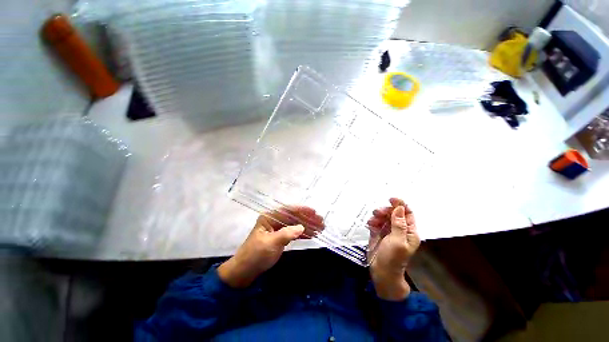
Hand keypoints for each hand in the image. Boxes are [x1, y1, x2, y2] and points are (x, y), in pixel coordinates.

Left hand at [218, 206, 323, 287]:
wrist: (244, 272)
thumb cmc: (255, 255)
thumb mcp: (271, 244)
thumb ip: (287, 234)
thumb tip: (302, 227)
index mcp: (269, 217)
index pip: (288, 210)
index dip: (302, 210)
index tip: (314, 212)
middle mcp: (274, 221)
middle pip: (294, 217)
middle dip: (307, 219)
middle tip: (321, 221)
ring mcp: (278, 229)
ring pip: (295, 225)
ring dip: (308, 226)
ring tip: (320, 228)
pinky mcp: (280, 238)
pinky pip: (294, 233)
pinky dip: (303, 234)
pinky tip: (312, 234)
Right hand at [367, 198, 419, 300]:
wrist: (381, 272)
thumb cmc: (393, 258)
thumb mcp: (398, 241)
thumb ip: (399, 224)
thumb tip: (399, 208)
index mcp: (409, 231)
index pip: (407, 213)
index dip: (401, 205)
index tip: (391, 199)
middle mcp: (399, 229)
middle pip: (394, 213)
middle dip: (386, 211)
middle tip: (378, 212)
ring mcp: (388, 231)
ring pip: (384, 216)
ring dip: (377, 216)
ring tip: (373, 220)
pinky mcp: (378, 233)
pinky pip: (376, 222)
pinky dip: (373, 221)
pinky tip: (370, 225)